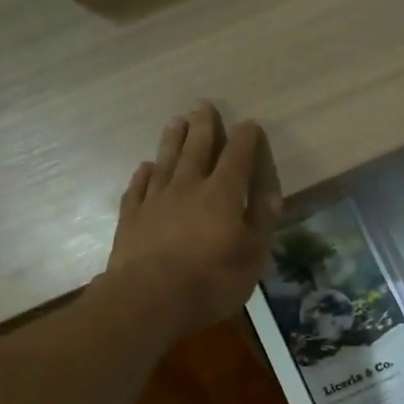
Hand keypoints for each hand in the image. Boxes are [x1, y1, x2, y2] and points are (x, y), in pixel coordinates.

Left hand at [106, 101, 281, 335]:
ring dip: (172, 140)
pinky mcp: (132, 218)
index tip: (249, 124)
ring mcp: (156, 201)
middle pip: (197, 149)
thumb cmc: (211, 280)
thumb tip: (271, 193)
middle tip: (203, 105)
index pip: (238, 157)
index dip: (245, 139)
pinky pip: (138, 188)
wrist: (148, 298)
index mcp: (223, 195)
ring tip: (176, 120)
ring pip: (166, 161)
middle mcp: (188, 188)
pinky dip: (143, 175)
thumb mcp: (252, 256)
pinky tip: (145, 167)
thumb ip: (261, 222)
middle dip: (204, 126)